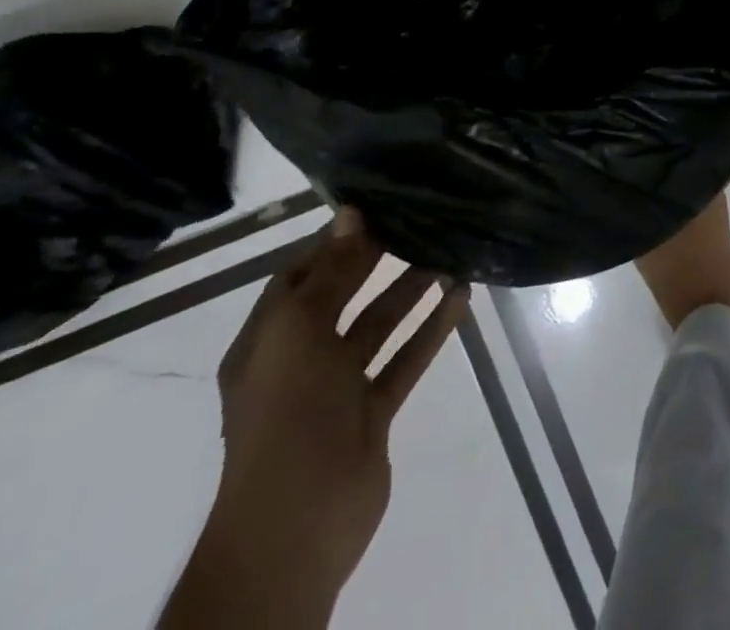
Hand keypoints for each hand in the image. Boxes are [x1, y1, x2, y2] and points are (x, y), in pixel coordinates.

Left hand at [202, 209, 469, 612]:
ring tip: (450, 253)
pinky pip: (405, 359)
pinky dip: (431, 329)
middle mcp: (300, 359)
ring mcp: (338, 387)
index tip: (375, 207)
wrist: (298, 521)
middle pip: (343, 296)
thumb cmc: (287, 414)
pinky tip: (460, 297)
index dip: (332, 242)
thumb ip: (329, 273)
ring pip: (380, 325)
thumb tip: (350, 214)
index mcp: (268, 341)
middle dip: (377, 260)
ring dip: (411, 291)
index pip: (298, 276)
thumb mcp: (298, 333)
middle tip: (420, 220)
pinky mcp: (372, 411)